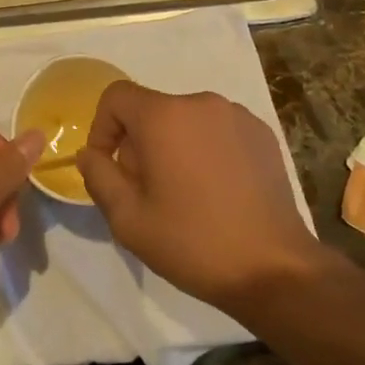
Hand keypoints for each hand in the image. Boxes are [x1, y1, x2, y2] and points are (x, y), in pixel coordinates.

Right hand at [77, 84, 323, 315]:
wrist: (274, 268)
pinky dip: (206, 149)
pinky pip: (218, 130)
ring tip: (185, 193)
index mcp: (164, 116)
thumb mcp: (128, 219)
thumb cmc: (193, 242)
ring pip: (185, 120)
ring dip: (174, 145)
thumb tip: (91, 153)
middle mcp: (200, 102)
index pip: (116, 96)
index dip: (102, 127)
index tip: (109, 167)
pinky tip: (217, 190)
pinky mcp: (262, 133)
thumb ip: (99, 176)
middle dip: (139, 143)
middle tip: (147, 191)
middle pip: (152, 109)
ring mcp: (236, 115)